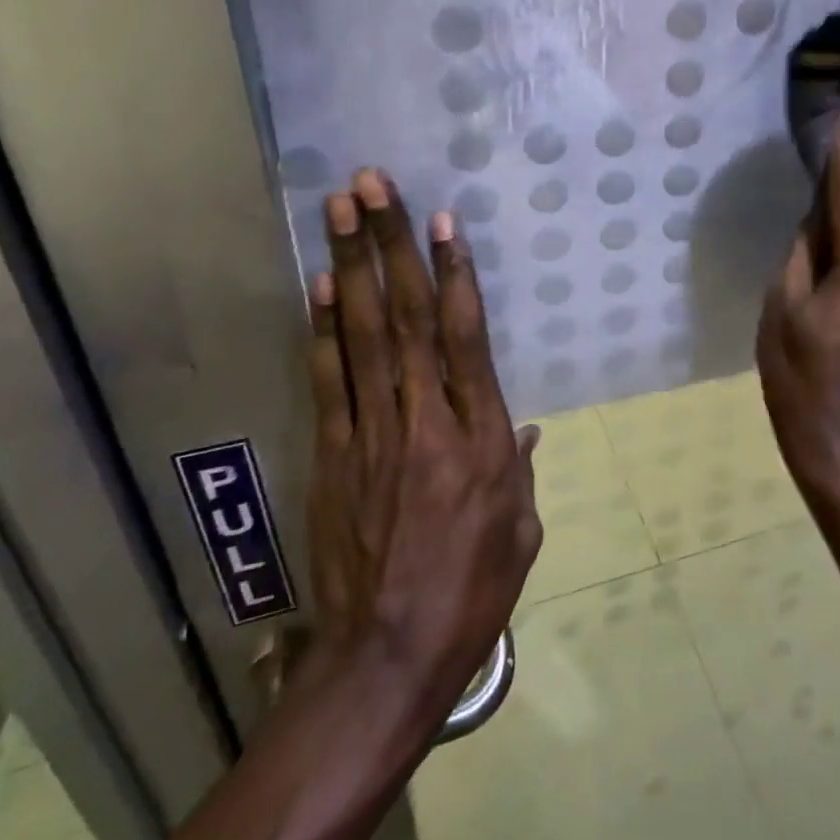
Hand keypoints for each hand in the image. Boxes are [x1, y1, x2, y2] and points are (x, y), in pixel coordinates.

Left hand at [302, 169, 541, 729]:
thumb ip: (517, 466)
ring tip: (340, 208)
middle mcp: (424, 416)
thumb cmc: (472, 590)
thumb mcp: (521, 529)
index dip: (452, 271)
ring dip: (350, 264)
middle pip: (405, 314)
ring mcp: (372, 430)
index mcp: (478, 434)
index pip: (464, 334)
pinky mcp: (333, 451)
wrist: (387, 655)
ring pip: (362, 332)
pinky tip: (318, 283)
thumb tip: (520, 425)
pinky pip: (329, 378)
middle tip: (372, 183)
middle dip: (388, 243)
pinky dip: (322, 327)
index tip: (441, 218)